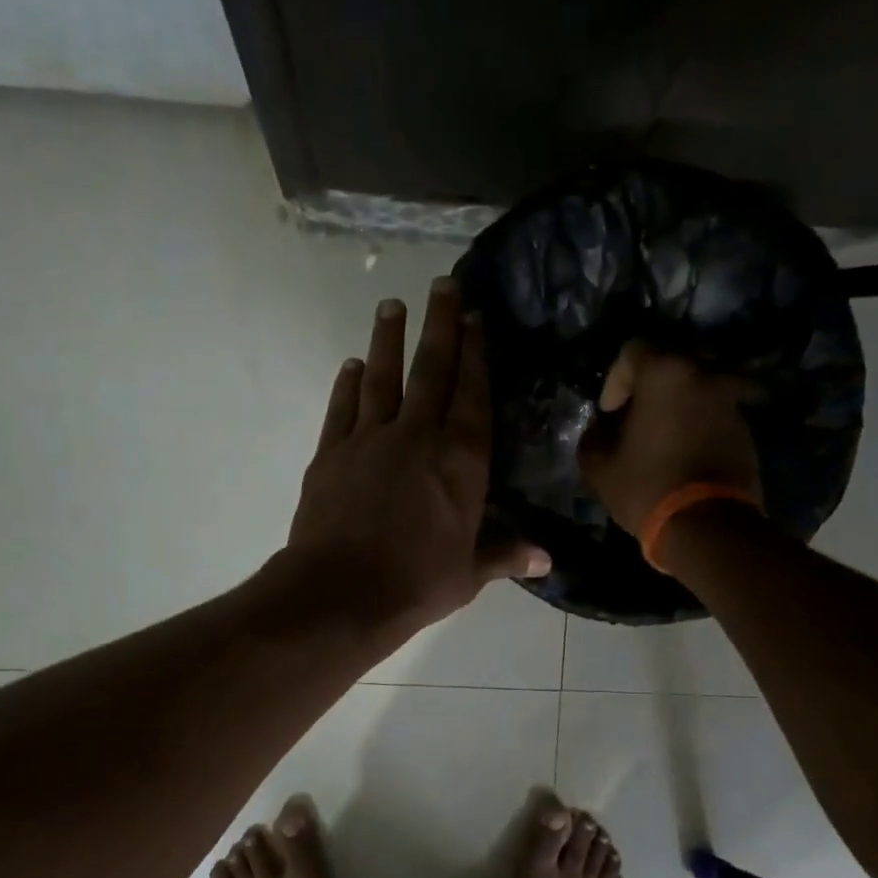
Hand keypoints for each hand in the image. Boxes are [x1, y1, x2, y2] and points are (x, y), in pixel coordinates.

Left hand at [286, 277, 548, 639]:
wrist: (340, 594)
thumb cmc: (416, 584)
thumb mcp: (469, 574)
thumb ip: (505, 556)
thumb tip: (547, 559)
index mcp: (461, 461)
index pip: (472, 395)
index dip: (476, 354)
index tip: (476, 317)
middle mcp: (418, 437)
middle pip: (431, 370)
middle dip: (440, 325)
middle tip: (442, 284)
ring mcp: (370, 440)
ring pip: (383, 377)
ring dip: (388, 339)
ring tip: (391, 305)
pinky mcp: (331, 453)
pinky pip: (342, 408)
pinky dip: (347, 384)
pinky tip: (352, 365)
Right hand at [580, 342, 763, 536]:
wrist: (709, 526)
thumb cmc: (647, 486)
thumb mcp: (600, 467)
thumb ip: (593, 438)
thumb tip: (600, 430)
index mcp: (667, 373)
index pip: (634, 350)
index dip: (615, 379)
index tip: (609, 412)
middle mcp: (706, 374)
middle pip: (671, 366)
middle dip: (649, 390)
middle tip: (633, 420)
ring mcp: (732, 401)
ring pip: (696, 390)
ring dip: (676, 407)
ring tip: (659, 440)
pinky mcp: (747, 429)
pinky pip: (713, 415)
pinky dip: (696, 425)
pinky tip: (682, 454)